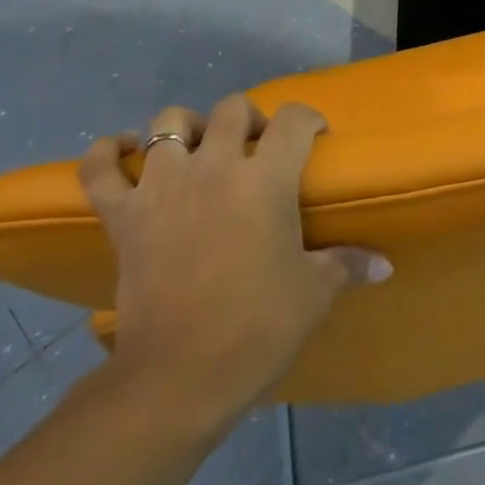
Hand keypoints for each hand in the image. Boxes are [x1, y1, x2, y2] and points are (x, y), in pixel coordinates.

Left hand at [80, 97, 390, 422]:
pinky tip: (122, 151)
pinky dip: (106, 153)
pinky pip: (99, 168)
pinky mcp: (122, 214)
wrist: (180, 374)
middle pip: (232, 110)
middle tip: (258, 146)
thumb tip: (385, 265)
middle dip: (251, 119)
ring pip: (167, 123)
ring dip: (185, 127)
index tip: (314, 135)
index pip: (294, 121)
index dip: (309, 119)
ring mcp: (161, 186)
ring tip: (197, 147)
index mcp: (266, 179)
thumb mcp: (313, 294)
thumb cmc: (258, 327)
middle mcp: (214, 166)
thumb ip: (348, 265)